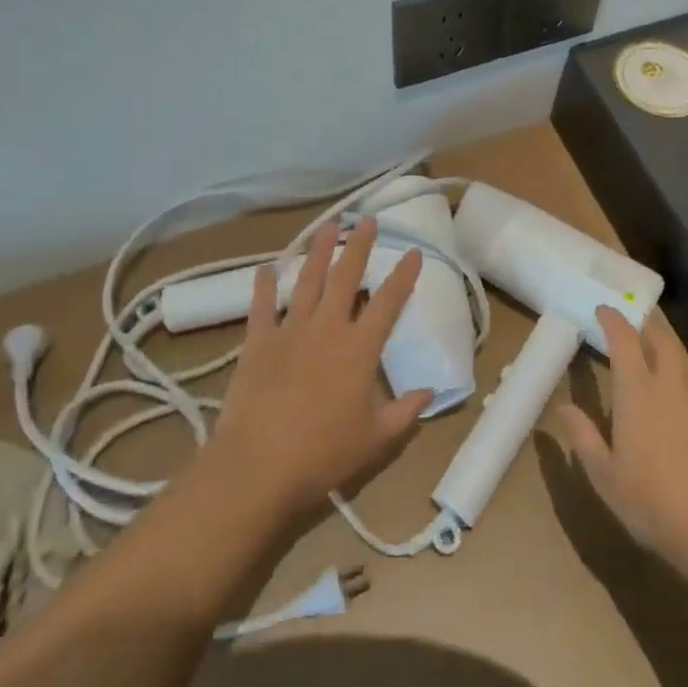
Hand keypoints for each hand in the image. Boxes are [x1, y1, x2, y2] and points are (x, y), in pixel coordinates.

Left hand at [206, 218, 430, 520]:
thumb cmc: (322, 455)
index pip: (388, 302)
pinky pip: (261, 306)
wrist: (257, 467)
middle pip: (346, 277)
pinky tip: (266, 266)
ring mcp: (290, 331)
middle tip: (366, 220)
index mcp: (359, 348)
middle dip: (359, 246)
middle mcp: (327, 328)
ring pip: (307, 281)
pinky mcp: (258, 343)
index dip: (403, 275)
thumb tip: (430, 392)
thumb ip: (404, 414)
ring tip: (327, 226)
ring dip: (318, 251)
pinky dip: (264, 285)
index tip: (413, 252)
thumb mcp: (375, 440)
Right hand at [559, 306, 687, 573]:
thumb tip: (563, 408)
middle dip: (647, 325)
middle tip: (634, 327)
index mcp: (637, 389)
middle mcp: (671, 382)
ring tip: (658, 359)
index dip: (613, 319)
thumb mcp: (603, 473)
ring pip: (686, 358)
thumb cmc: (648, 499)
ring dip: (669, 350)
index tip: (603, 310)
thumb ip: (583, 435)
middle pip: (662, 337)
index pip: (624, 337)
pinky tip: (685, 401)